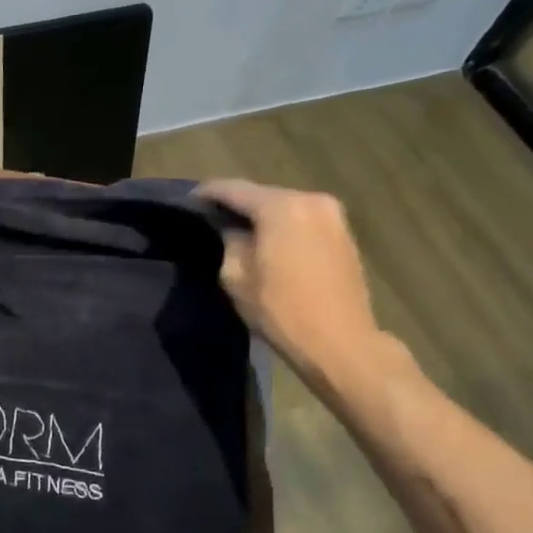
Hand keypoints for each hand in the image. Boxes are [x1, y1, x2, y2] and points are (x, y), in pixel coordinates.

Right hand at [196, 179, 385, 387]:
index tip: (188, 200)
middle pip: (263, 195)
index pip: (234, 189)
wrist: (340, 343)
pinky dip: (283, 226)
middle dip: (237, 204)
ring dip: (262, 216)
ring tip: (239, 230)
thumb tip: (230, 228)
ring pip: (285, 207)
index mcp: (281, 207)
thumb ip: (229, 241)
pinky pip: (303, 220)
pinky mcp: (344, 234)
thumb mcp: (236, 276)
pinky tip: (269, 242)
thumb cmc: (281, 310)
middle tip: (212, 217)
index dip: (208, 192)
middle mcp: (311, 200)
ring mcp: (333, 216)